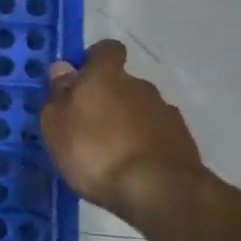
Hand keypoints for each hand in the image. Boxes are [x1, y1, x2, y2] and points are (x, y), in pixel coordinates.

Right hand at [41, 40, 204, 221]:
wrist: (159, 190)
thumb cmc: (95, 152)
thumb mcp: (57, 125)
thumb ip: (58, 94)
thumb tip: (63, 68)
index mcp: (106, 76)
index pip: (106, 50)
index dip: (94, 60)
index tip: (81, 79)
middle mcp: (139, 86)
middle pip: (122, 83)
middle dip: (107, 98)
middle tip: (88, 126)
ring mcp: (166, 113)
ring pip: (140, 109)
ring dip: (126, 122)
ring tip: (110, 152)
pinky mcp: (183, 141)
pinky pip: (156, 133)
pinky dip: (144, 143)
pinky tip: (132, 166)